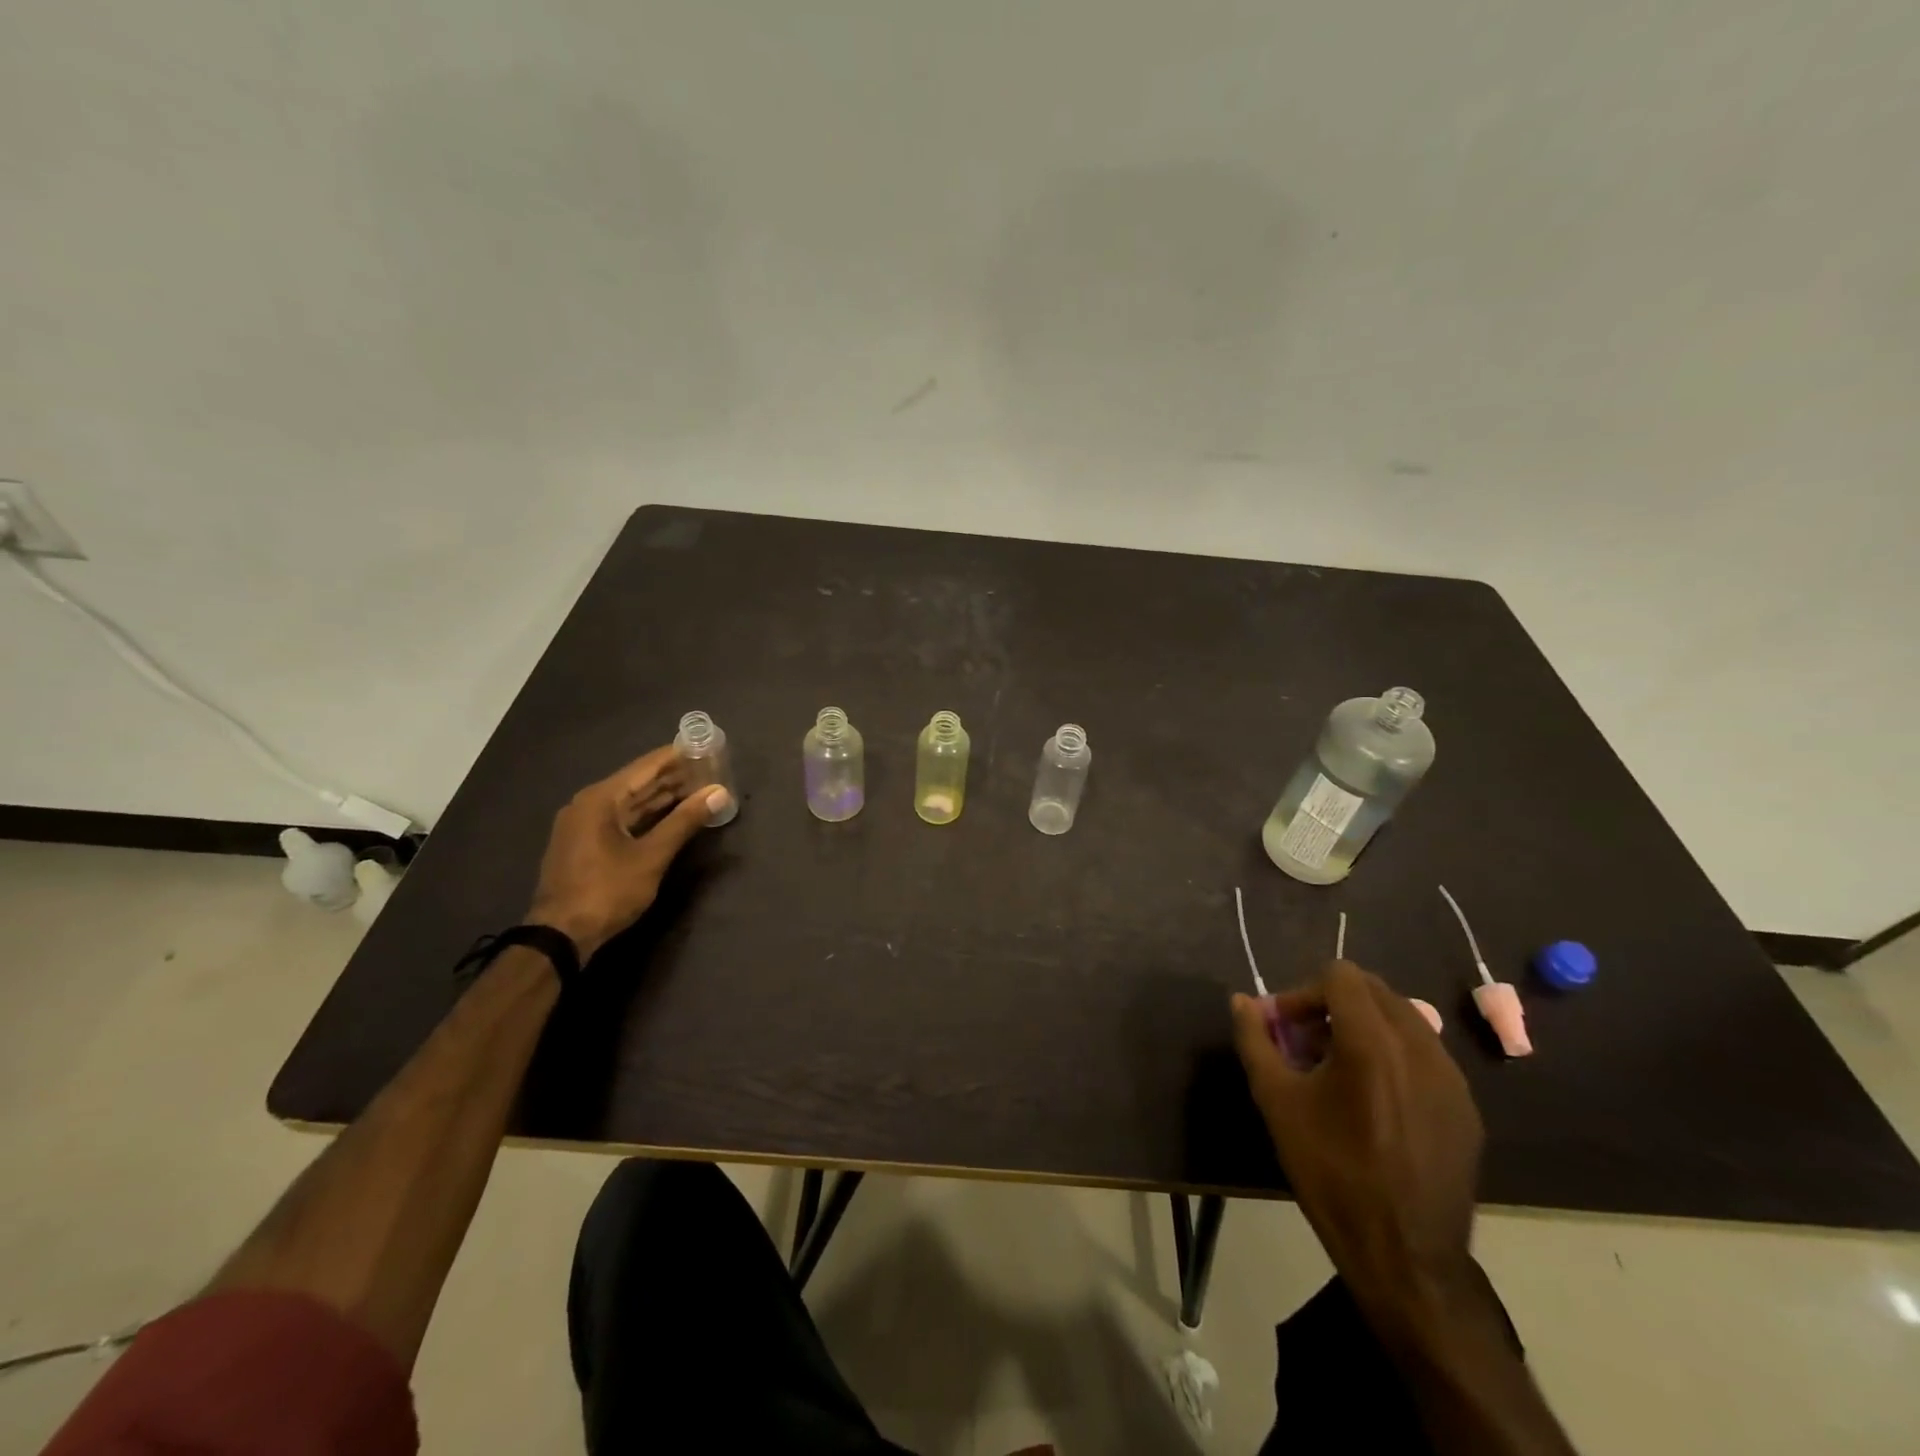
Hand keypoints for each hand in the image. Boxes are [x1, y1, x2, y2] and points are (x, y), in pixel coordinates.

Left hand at [526, 746, 730, 958]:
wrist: (560, 935)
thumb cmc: (607, 890)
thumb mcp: (652, 856)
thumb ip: (685, 821)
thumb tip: (718, 793)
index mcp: (600, 799)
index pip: (645, 767)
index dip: (676, 757)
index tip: (704, 747)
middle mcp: (588, 804)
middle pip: (637, 782)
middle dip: (673, 777)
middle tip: (707, 769)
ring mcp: (583, 825)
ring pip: (629, 802)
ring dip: (661, 797)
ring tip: (696, 789)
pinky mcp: (584, 844)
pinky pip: (621, 819)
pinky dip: (647, 815)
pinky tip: (670, 816)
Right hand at [1231, 962, 1483, 1330]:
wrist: (1405, 1255)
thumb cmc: (1331, 1172)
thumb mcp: (1277, 1102)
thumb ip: (1255, 1040)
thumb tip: (1240, 1001)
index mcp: (1371, 1041)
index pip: (1340, 975)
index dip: (1304, 993)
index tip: (1287, 1029)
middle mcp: (1419, 1046)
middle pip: (1373, 990)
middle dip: (1333, 1005)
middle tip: (1307, 1044)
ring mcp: (1451, 1077)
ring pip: (1402, 1019)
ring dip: (1364, 1027)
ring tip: (1340, 1071)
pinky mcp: (1466, 1107)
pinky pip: (1426, 1055)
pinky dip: (1394, 1056)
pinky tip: (1375, 1102)